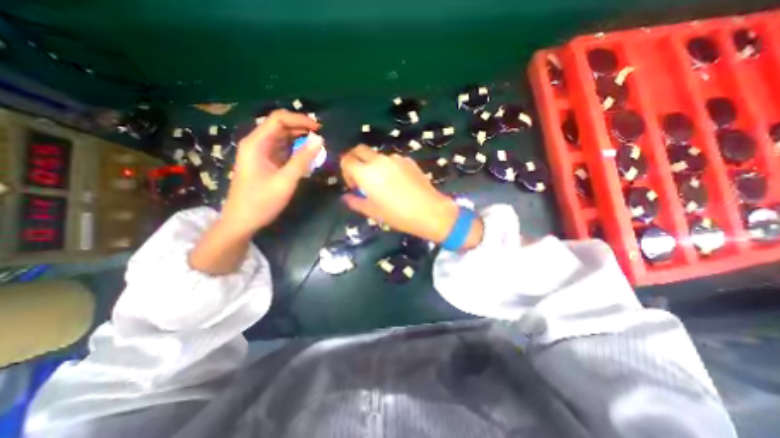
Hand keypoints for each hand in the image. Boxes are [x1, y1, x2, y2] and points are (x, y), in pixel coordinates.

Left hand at [189, 109, 319, 272]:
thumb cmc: (262, 201)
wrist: (242, 221)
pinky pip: (282, 150)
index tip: (319, 129)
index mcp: (256, 143)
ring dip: (300, 140)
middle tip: (321, 138)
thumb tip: (319, 140)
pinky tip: (307, 157)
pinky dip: (296, 151)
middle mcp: (256, 144)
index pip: (278, 119)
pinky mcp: (265, 163)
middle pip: (280, 126)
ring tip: (317, 146)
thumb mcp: (285, 180)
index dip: (300, 120)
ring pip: (282, 138)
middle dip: (301, 129)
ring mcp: (260, 153)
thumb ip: (303, 159)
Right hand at [340, 146, 482, 248]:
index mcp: (366, 173)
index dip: (345, 171)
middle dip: (355, 161)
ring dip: (373, 165)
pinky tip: (398, 183)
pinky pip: (392, 160)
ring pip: (376, 155)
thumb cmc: (398, 215)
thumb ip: (355, 202)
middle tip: (362, 179)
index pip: (346, 160)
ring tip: (383, 184)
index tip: (353, 186)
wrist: (430, 211)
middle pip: (359, 150)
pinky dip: (388, 167)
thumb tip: (346, 197)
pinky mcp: (408, 160)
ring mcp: (395, 158)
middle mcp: (379, 160)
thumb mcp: (373, 212)